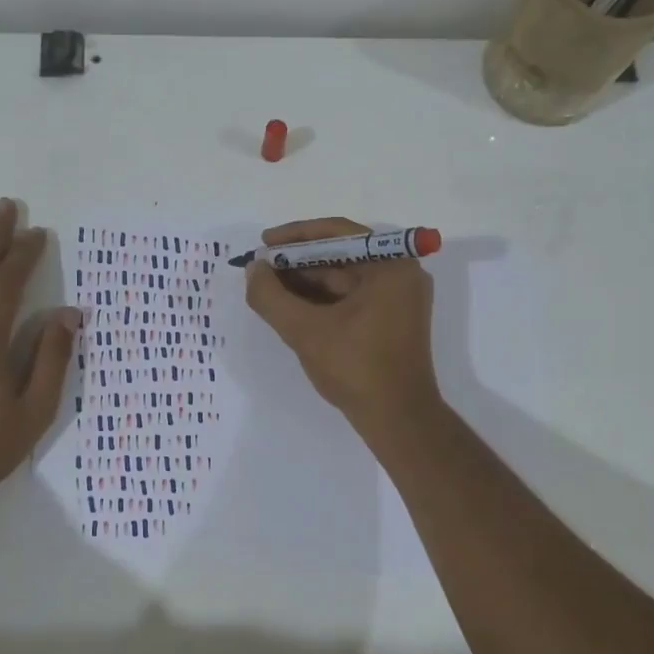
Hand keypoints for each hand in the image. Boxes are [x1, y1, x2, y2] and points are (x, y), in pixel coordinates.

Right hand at [243, 217, 440, 430]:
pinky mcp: (392, 320)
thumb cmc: (357, 369)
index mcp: (391, 265)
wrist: (398, 420)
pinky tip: (292, 307)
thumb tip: (253, 268)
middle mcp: (401, 274)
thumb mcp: (305, 330)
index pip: (338, 233)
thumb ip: (271, 296)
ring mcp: (399, 298)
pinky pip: (352, 298)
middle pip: (341, 255)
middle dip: (298, 262)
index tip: (264, 242)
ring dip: (307, 282)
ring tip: (269, 288)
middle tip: (260, 269)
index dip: (295, 236)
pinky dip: (322, 300)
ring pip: (344, 278)